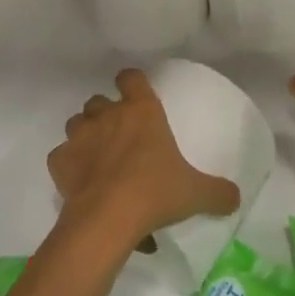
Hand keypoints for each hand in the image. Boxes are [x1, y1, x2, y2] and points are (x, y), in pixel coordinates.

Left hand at [50, 69, 240, 251]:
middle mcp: (108, 115)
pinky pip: (61, 156)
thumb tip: (236, 198)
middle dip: (106, 113)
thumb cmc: (155, 192)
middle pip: (99, 101)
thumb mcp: (195, 193)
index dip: (132, 82)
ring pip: (76, 123)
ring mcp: (80, 136)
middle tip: (119, 136)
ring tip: (97, 157)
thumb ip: (217, 192)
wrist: (107, 218)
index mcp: (142, 111)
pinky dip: (68, 165)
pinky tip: (79, 182)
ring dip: (85, 134)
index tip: (136, 93)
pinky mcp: (59, 161)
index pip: (131, 77)